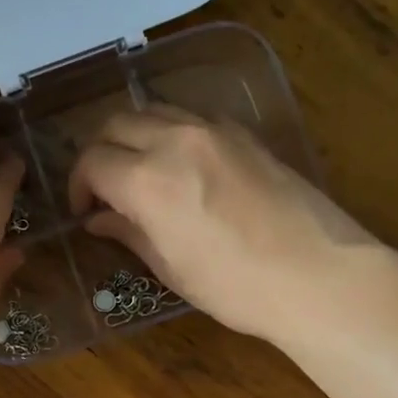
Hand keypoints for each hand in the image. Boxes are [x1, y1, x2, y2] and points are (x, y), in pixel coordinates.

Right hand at [67, 106, 373, 344]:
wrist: (318, 275)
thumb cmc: (236, 286)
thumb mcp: (171, 268)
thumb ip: (129, 233)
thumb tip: (99, 221)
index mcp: (148, 181)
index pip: (92, 162)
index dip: (78, 186)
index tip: (84, 211)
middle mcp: (175, 141)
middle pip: (116, 124)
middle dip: (99, 153)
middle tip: (103, 189)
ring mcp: (214, 131)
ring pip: (153, 111)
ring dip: (134, 137)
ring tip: (138, 173)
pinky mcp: (244, 133)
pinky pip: (191, 118)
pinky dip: (171, 133)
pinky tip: (180, 165)